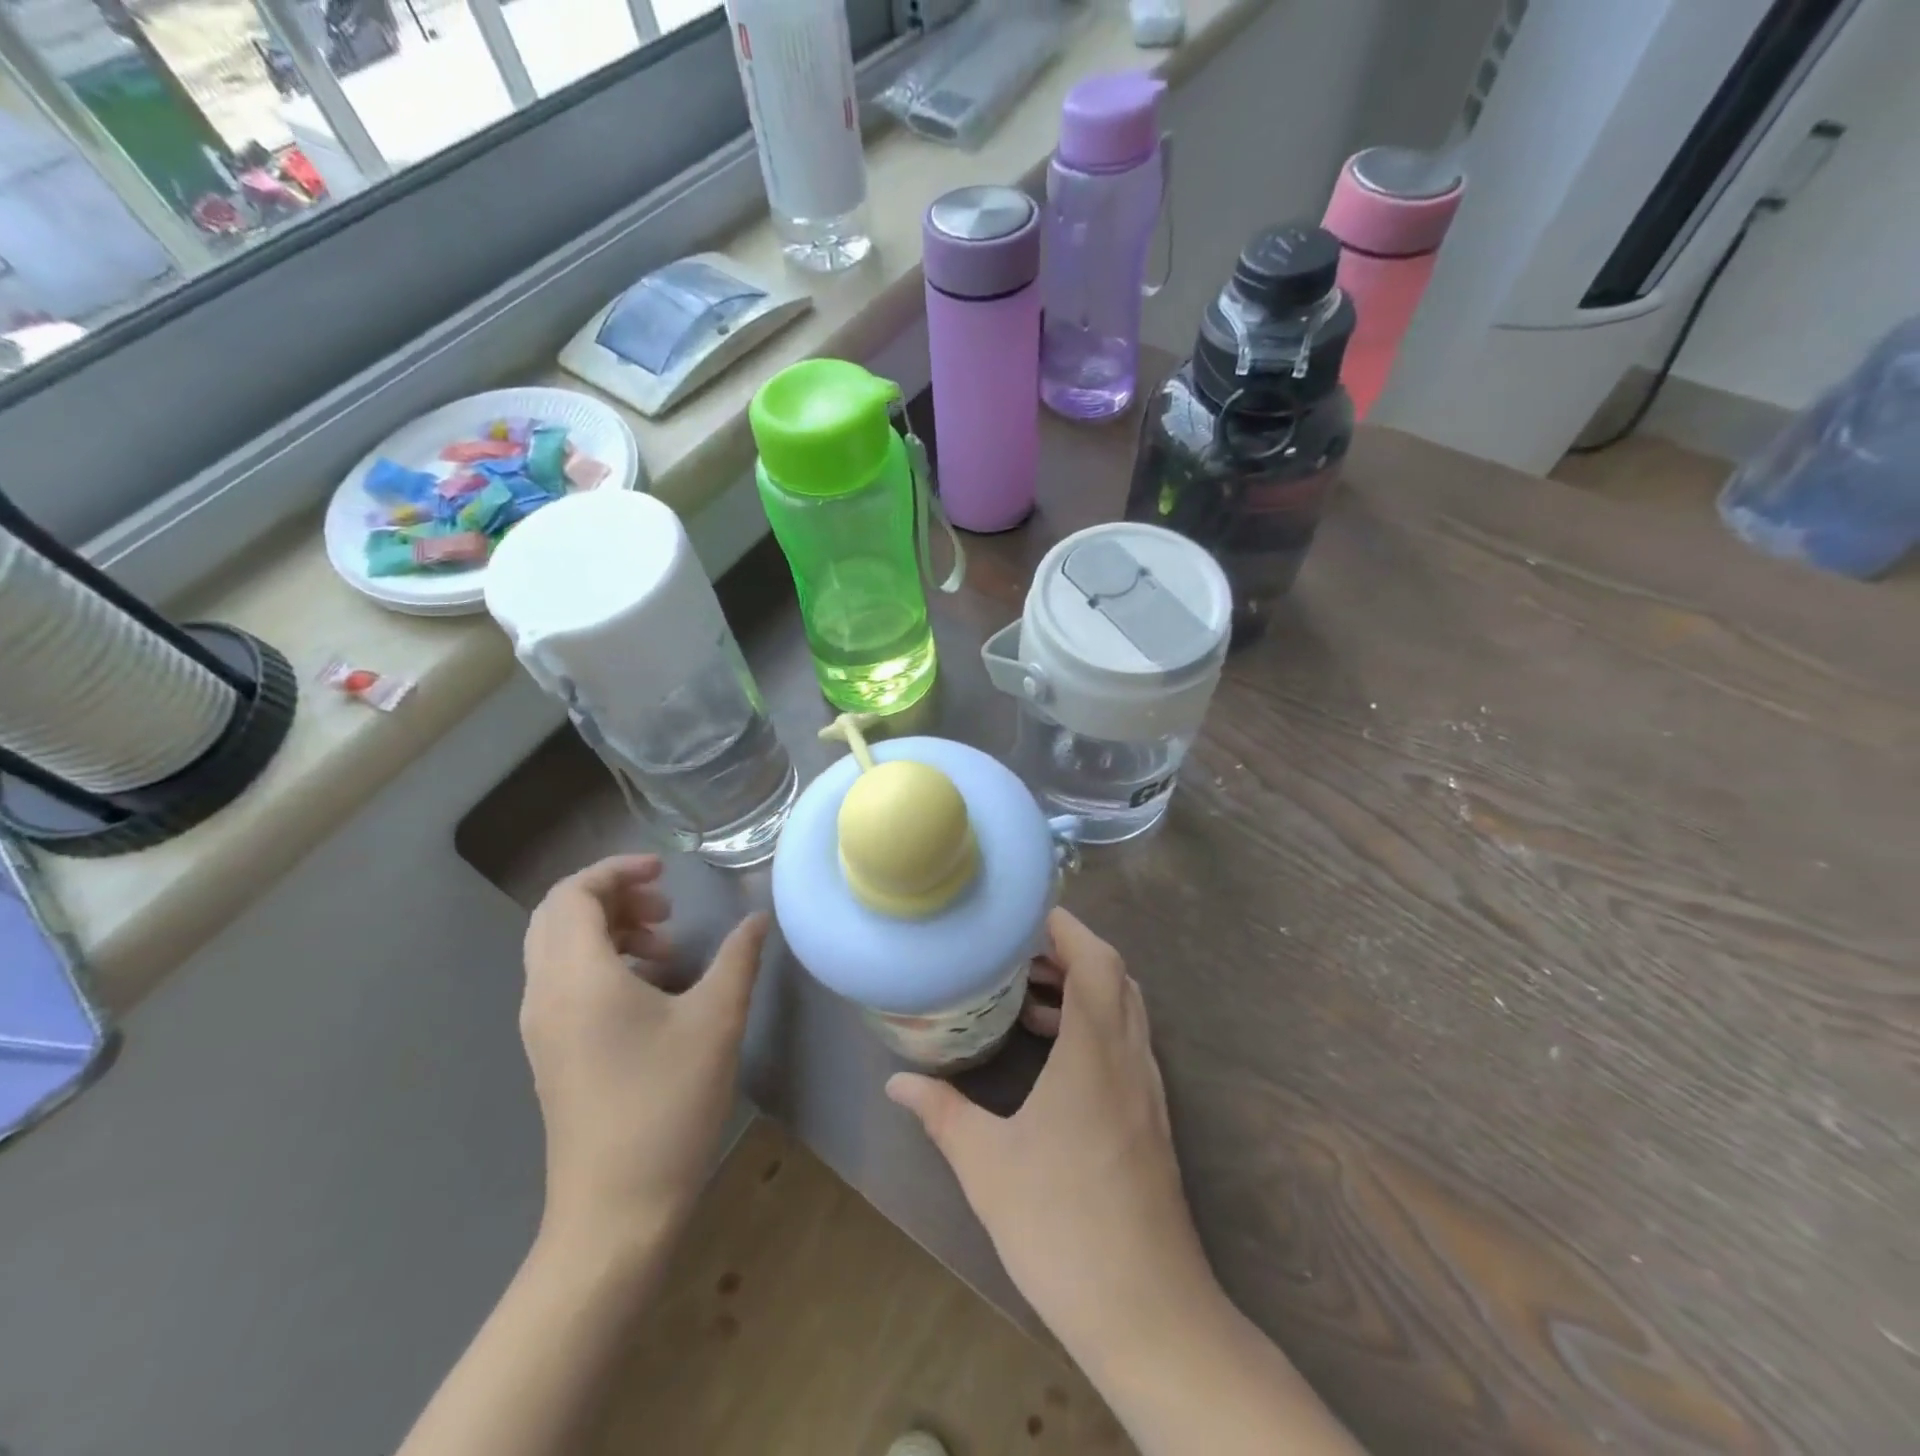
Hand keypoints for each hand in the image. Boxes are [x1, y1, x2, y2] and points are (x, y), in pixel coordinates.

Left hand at [520, 854, 767, 1257]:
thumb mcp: (716, 1021)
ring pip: (558, 949)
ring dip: (608, 929)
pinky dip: (602, 962)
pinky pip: (564, 981)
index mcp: (577, 978)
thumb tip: (758, 918)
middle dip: (612, 896)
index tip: (667, 873)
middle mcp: (545, 995)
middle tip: (666, 907)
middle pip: (557, 916)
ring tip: (667, 947)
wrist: (615, 1212)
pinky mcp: (552, 1052)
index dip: (617, 870)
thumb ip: (738, 958)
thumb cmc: (666, 1104)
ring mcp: (543, 1028)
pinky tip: (653, 989)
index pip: (573, 894)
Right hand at [885, 909, 1220, 1366]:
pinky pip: (1126, 1045)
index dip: (1067, 927)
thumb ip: (941, 1113)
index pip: (1096, 960)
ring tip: (1028, 1000)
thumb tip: (897, 1083)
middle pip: (1115, 976)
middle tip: (1019, 955)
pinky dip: (1095, 1027)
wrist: (1147, 1311)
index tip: (1027, 915)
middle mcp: (1129, 1058)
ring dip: (1084, 990)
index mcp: (1095, 1051)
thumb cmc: (1062, 1225)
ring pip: (1124, 1011)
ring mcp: (1147, 1090)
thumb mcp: (986, 1165)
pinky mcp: (1151, 1120)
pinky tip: (1054, 1058)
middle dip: (1071, 953)